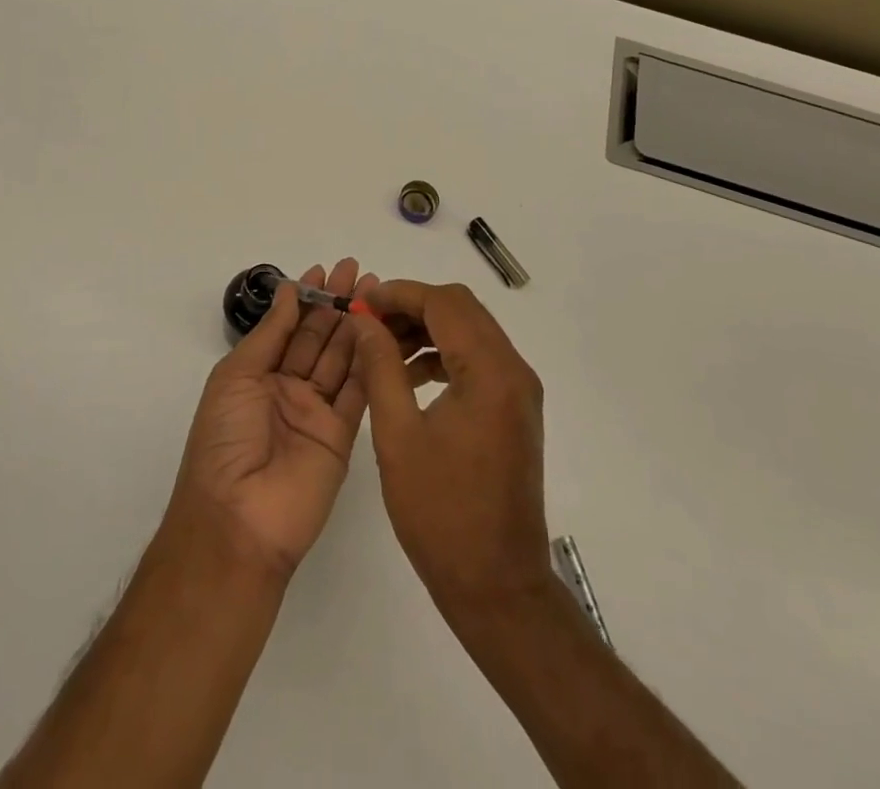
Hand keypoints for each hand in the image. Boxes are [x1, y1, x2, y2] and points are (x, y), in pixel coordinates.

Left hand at [167, 259, 378, 580]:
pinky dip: (370, 362)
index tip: (326, 269)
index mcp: (257, 375)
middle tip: (358, 270)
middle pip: (318, 338)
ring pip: (341, 359)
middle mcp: (288, 389)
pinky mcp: (343, 436)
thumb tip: (288, 290)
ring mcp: (317, 413)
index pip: (288, 327)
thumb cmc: (225, 439)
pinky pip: (358, 392)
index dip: (307, 298)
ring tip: (376, 291)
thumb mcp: (236, 376)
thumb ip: (270, 334)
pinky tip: (380, 331)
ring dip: (357, 325)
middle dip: (336, 303)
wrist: (238, 519)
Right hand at [347, 280, 552, 623]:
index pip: (444, 303)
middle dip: (412, 307)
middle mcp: (513, 371)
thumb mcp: (397, 434)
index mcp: (490, 372)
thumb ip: (380, 367)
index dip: (399, 294)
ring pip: (470, 331)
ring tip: (382, 349)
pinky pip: (478, 360)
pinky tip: (409, 377)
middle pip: (461, 310)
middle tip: (369, 323)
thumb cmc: (442, 513)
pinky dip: (443, 355)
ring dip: (426, 330)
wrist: (498, 586)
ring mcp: (519, 391)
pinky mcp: (515, 410)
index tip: (360, 303)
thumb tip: (364, 321)